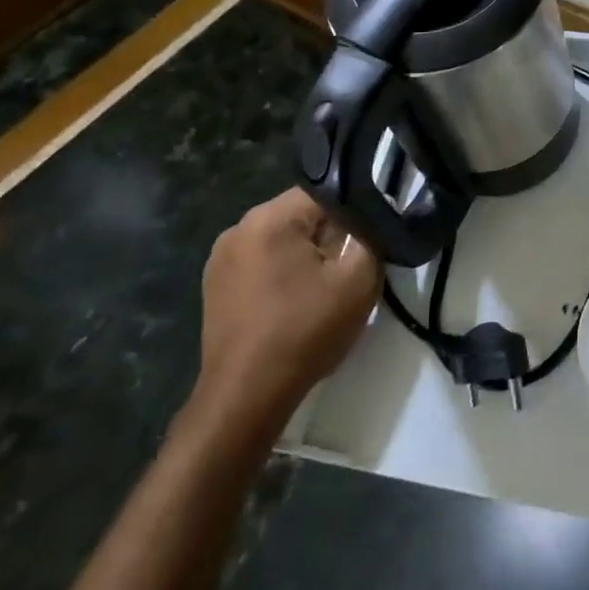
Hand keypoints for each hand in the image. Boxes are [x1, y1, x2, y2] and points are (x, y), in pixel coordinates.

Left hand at [191, 188, 381, 442]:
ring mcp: (221, 258)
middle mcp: (239, 227)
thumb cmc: (304, 332)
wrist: (246, 397)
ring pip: (283, 239)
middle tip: (350, 269)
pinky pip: (263, 262)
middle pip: (303, 215)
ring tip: (324, 290)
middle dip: (330, 235)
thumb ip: (372, 235)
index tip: (368, 242)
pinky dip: (284, 274)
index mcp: (269, 217)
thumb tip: (373, 217)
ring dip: (307, 256)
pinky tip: (296, 303)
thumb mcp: (358, 279)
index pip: (326, 192)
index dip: (355, 214)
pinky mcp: (215, 286)